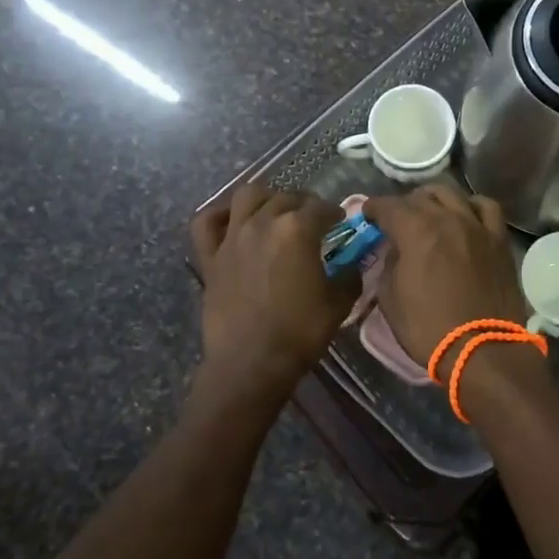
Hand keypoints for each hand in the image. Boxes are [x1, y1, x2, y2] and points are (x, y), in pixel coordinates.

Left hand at [189, 184, 358, 414]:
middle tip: (312, 220)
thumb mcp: (338, 303)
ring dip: (266, 198)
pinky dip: (219, 215)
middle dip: (304, 204)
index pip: (321, 208)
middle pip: (287, 198)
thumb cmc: (299, 332)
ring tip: (274, 212)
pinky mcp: (210, 256)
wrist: (251, 363)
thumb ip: (349, 275)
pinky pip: (207, 222)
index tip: (340, 223)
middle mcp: (263, 222)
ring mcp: (232, 237)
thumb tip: (352, 264)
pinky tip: (232, 220)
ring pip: (247, 196)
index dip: (334, 213)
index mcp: (297, 229)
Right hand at [361, 187, 529, 372]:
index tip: (367, 215)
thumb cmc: (429, 328)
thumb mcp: (390, 298)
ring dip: (434, 199)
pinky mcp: (499, 239)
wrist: (483, 350)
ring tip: (430, 212)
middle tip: (396, 221)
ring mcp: (477, 225)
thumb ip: (389, 265)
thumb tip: (395, 250)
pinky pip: (487, 207)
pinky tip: (466, 216)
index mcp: (415, 230)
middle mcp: (447, 218)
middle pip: (420, 196)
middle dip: (403, 204)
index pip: (387, 205)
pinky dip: (472, 206)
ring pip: (452, 193)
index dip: (372, 208)